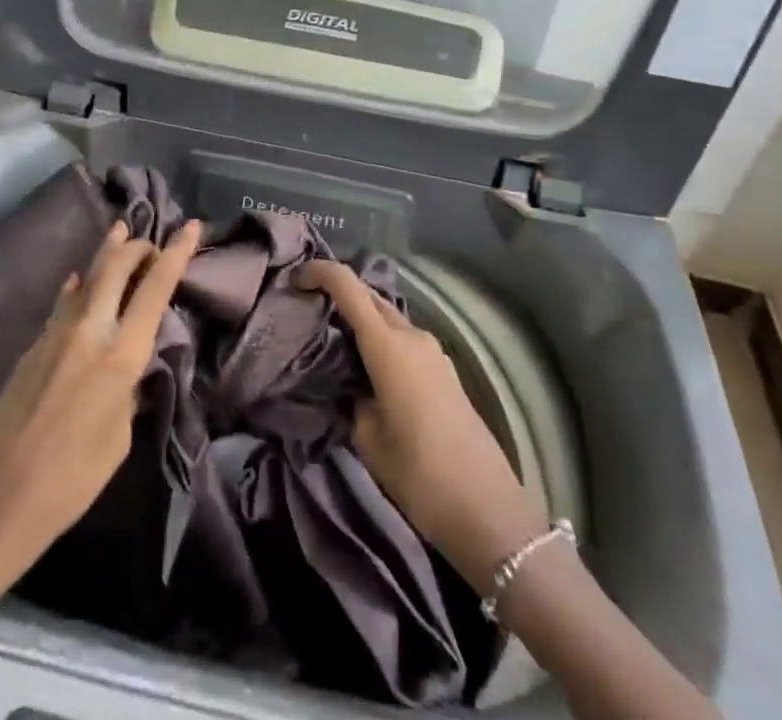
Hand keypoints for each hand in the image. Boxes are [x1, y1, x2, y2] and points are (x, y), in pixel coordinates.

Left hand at [0, 219, 201, 597]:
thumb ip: (129, 388)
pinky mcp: (33, 345)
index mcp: (119, 356)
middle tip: (151, 241)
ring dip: (107, 253)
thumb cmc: (72, 480)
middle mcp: (89, 331)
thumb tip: (131, 365)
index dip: (175, 254)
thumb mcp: (120, 436)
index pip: (155, 290)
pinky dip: (79, 286)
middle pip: (115, 267)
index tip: (189, 227)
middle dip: (137, 246)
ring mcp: (56, 334)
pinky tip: (79, 280)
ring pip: (86, 277)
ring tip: (120, 230)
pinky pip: (64, 303)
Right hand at [296, 259, 547, 590]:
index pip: (348, 286)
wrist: (487, 509)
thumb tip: (349, 384)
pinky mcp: (444, 371)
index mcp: (389, 345)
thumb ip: (351, 396)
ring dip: (362, 320)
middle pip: (370, 297)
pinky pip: (404, 340)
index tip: (294, 279)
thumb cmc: (419, 472)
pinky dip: (381, 341)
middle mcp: (412, 336)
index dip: (319, 272)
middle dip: (339, 294)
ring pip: (388, 319)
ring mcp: (433, 352)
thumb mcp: (367, 437)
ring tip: (333, 343)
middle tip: (309, 311)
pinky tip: (366, 369)